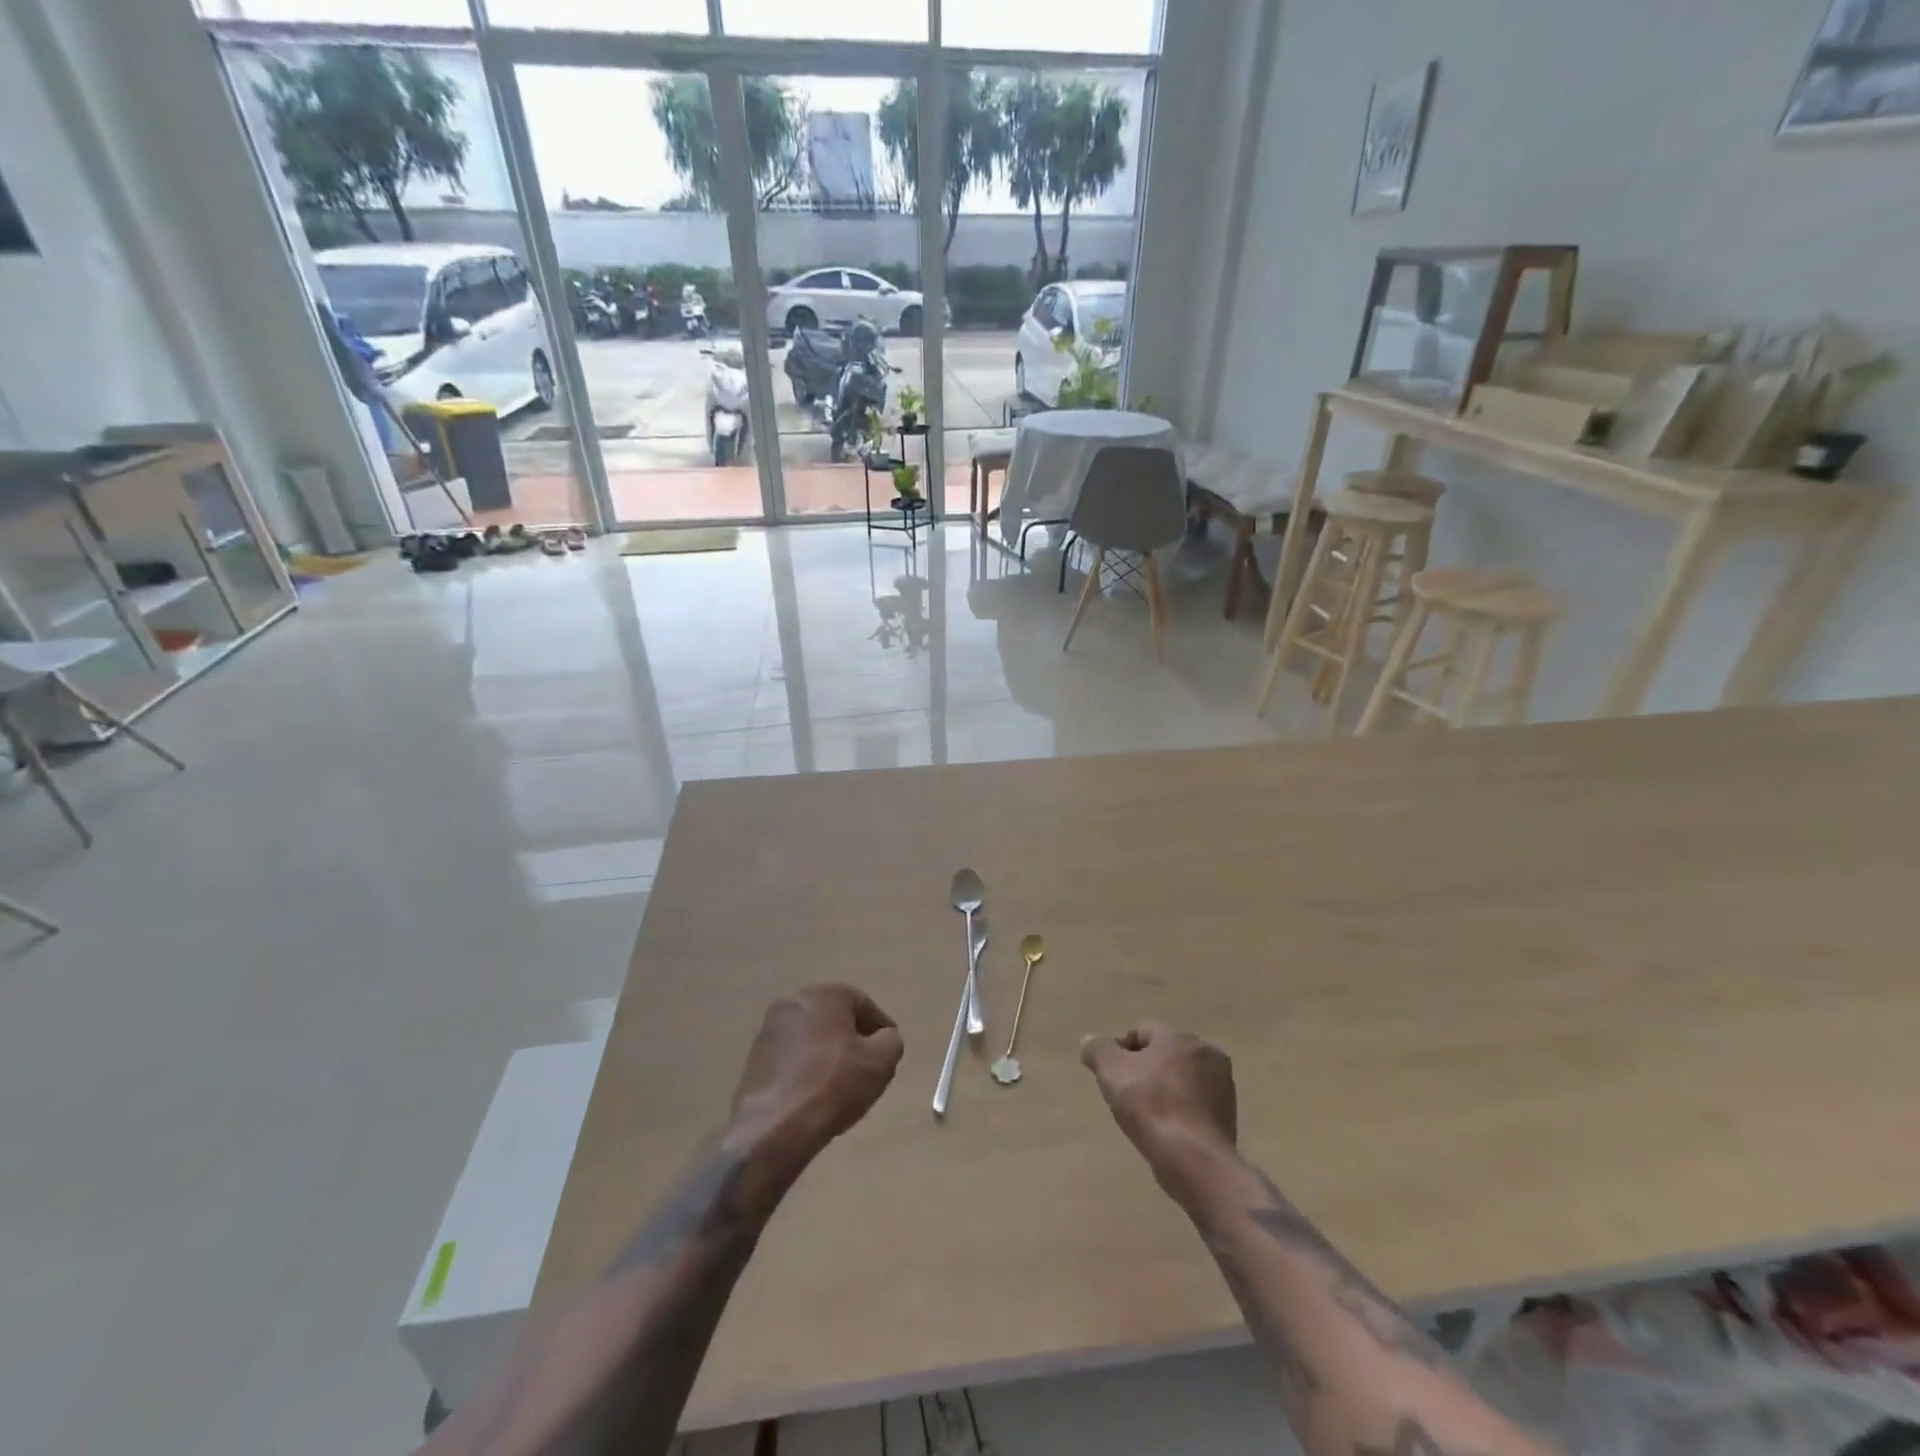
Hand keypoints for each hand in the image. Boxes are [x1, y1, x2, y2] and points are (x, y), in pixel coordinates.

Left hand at [728, 984, 903, 1181]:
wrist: (775, 1127)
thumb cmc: (835, 1084)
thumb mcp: (882, 1062)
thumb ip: (891, 1041)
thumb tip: (883, 1038)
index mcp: (825, 994)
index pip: (864, 1005)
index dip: (881, 1031)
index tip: (888, 1056)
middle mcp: (793, 1002)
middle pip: (834, 1019)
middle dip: (851, 1040)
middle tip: (865, 1069)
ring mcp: (769, 1030)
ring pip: (810, 1038)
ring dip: (826, 1055)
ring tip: (839, 1087)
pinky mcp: (753, 1059)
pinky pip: (790, 1058)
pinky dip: (804, 1070)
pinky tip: (813, 1096)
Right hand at [1081, 1024, 1237, 1186]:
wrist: (1194, 1160)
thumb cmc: (1150, 1107)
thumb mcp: (1111, 1072)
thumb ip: (1098, 1050)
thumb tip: (1090, 1041)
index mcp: (1180, 1037)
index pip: (1143, 1033)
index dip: (1122, 1051)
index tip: (1111, 1077)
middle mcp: (1206, 1053)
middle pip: (1165, 1055)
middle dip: (1146, 1070)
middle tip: (1127, 1096)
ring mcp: (1223, 1086)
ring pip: (1182, 1079)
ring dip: (1166, 1090)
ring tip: (1147, 1116)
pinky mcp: (1229, 1116)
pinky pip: (1195, 1104)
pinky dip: (1181, 1111)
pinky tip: (1168, 1130)